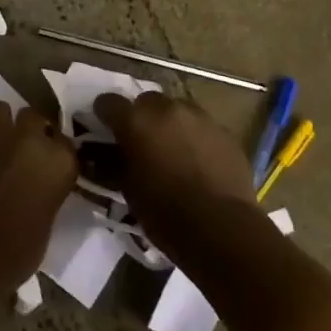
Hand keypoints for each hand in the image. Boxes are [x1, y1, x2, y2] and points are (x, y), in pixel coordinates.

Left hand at [0, 104, 77, 294]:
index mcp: (57, 161)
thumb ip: (46, 191)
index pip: (66, 141)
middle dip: (30, 129)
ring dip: (0, 124)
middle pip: (33, 116)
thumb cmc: (16, 254)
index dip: (57, 150)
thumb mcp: (46, 222)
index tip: (51, 161)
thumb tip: (39, 186)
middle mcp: (28, 139)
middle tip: (24, 150)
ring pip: (0, 110)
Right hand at [94, 92, 259, 258]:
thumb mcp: (127, 188)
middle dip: (141, 117)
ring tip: (173, 150)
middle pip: (146, 101)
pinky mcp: (225, 132)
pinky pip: (203, 127)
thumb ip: (115, 162)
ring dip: (170, 124)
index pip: (108, 102)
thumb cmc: (165, 213)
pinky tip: (199, 162)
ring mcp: (200, 117)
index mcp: (135, 121)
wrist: (222, 229)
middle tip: (142, 142)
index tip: (105, 129)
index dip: (104, 114)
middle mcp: (166, 109)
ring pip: (177, 110)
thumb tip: (106, 153)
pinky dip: (195, 137)